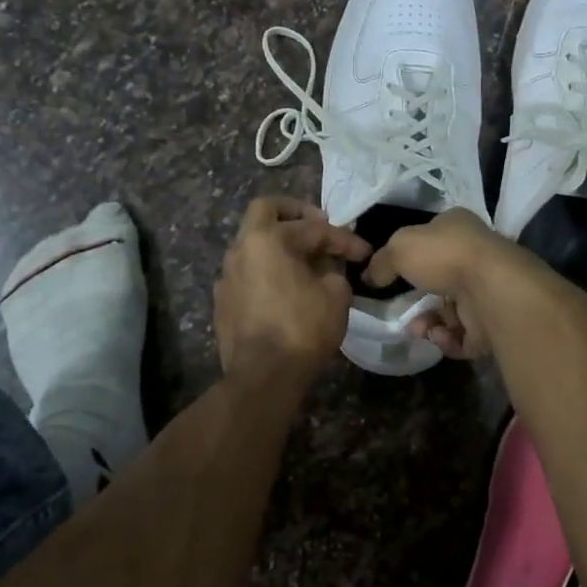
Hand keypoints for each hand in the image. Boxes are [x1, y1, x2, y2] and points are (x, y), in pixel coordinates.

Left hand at [214, 197, 370, 380]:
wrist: (263, 376)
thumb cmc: (303, 329)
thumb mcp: (336, 295)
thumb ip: (334, 270)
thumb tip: (327, 268)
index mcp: (268, 239)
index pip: (313, 228)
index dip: (343, 239)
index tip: (363, 252)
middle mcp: (241, 248)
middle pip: (265, 210)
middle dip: (294, 212)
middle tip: (318, 224)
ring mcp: (227, 275)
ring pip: (253, 242)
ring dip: (278, 243)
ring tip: (305, 260)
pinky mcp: (223, 300)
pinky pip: (247, 271)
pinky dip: (267, 269)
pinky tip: (284, 287)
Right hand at [362, 208, 533, 361]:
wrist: (491, 290)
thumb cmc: (445, 256)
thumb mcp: (399, 248)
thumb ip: (381, 261)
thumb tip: (369, 276)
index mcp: (458, 228)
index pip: (430, 239)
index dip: (408, 256)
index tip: (388, 276)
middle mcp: (476, 257)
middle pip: (437, 281)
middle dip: (415, 300)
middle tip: (400, 311)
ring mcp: (486, 291)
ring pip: (448, 312)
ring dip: (428, 323)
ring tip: (420, 328)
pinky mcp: (493, 324)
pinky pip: (462, 336)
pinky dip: (447, 339)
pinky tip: (440, 335)